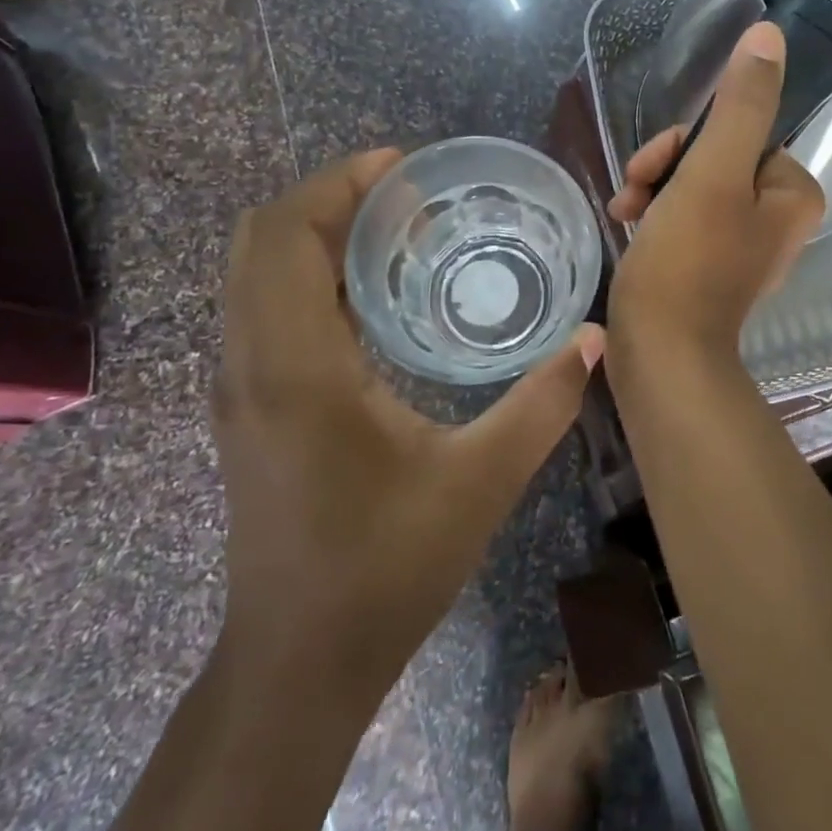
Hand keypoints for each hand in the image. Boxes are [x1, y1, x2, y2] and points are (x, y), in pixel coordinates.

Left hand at [213, 150, 602, 694]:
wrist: (298, 664)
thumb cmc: (386, 569)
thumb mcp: (480, 482)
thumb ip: (542, 404)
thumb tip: (593, 338)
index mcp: (295, 369)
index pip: (286, 238)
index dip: (336, 185)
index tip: (400, 166)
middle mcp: (250, 365)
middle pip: (259, 241)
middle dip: (326, 198)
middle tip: (404, 194)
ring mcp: (238, 388)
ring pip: (254, 274)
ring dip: (314, 234)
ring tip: (393, 231)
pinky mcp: (247, 409)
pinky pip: (263, 309)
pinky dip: (307, 274)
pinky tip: (373, 295)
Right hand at [607, 22, 824, 363]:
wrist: (660, 355)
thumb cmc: (688, 262)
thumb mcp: (714, 173)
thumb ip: (742, 103)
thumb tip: (769, 35)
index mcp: (793, 193)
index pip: (738, 132)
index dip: (688, 142)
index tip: (655, 167)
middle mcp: (777, 216)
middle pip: (714, 157)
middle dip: (666, 167)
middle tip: (634, 191)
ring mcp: (743, 243)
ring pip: (693, 184)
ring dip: (653, 188)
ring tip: (624, 211)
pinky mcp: (710, 265)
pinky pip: (683, 217)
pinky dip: (654, 215)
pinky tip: (626, 225)